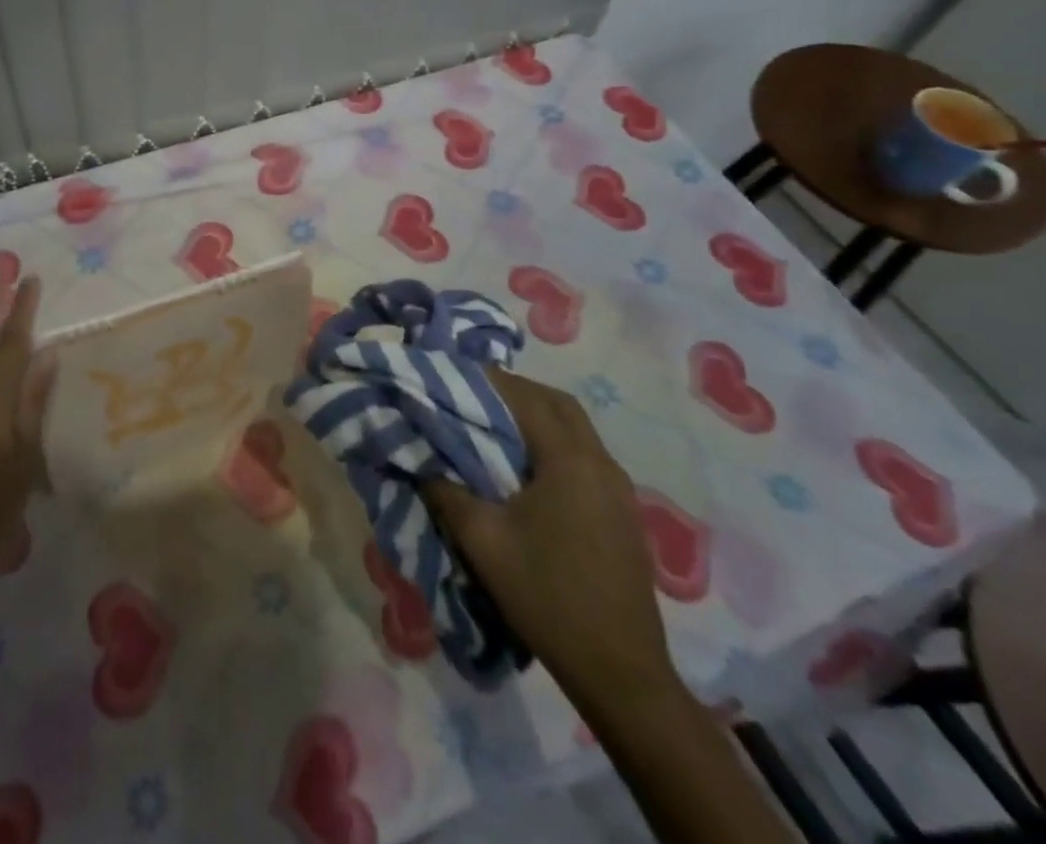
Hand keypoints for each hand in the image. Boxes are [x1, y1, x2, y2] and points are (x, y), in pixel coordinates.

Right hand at [426, 369, 682, 713]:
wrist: (619, 671)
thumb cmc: (547, 596)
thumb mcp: (483, 541)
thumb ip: (447, 491)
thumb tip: (422, 460)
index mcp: (570, 460)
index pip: (526, 397)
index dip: (488, 380)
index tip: (452, 374)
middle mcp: (601, 463)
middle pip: (558, 403)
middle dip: (515, 390)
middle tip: (474, 394)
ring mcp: (618, 488)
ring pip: (575, 427)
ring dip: (537, 415)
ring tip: (494, 425)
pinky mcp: (623, 511)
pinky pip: (585, 454)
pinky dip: (553, 442)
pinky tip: (527, 467)